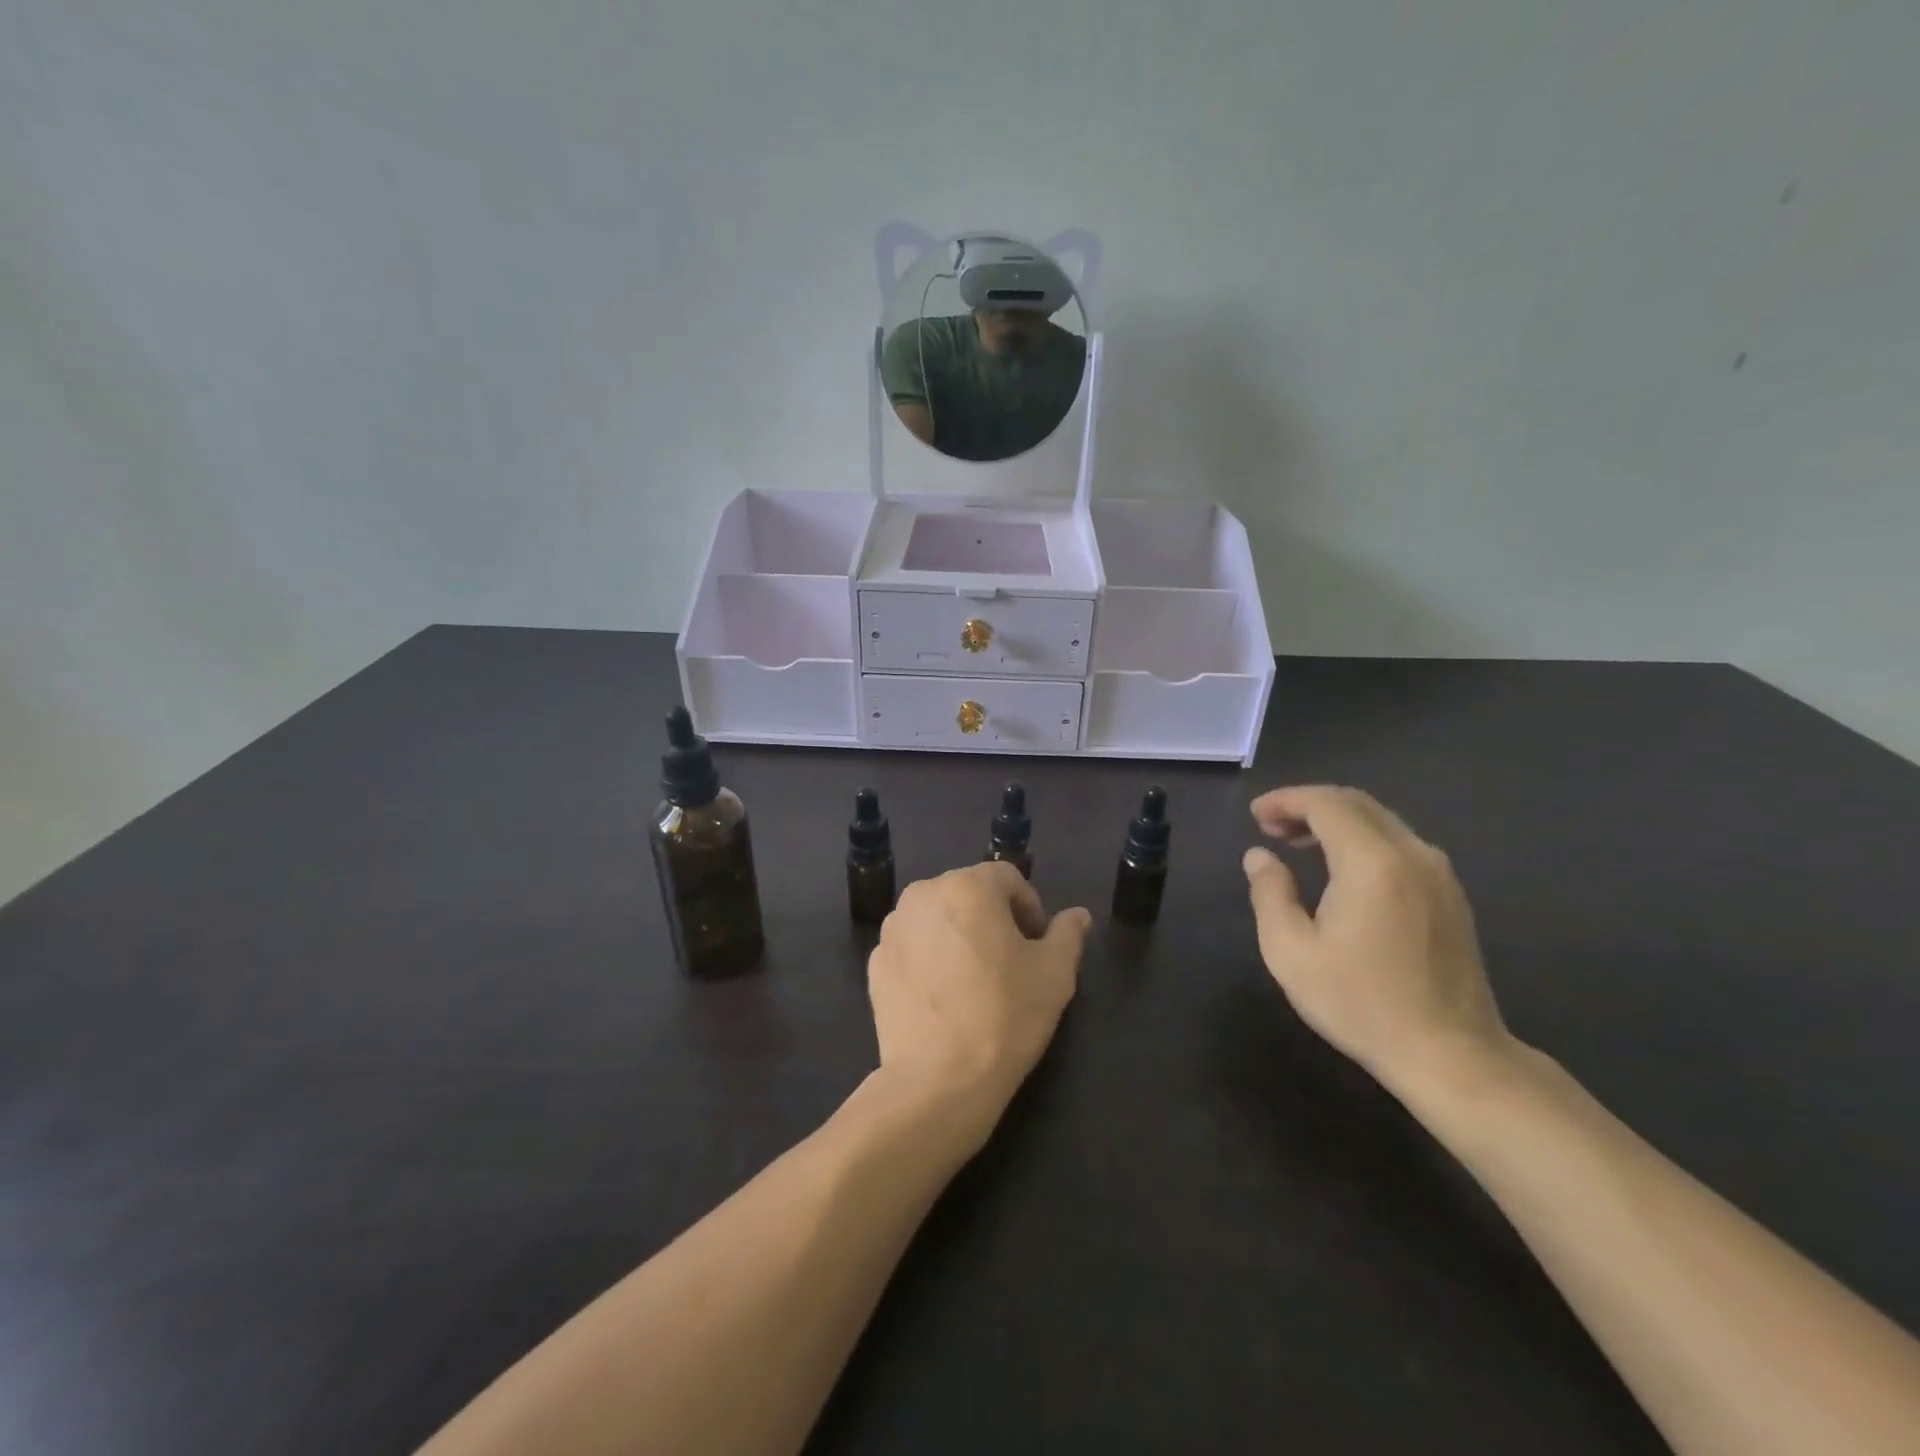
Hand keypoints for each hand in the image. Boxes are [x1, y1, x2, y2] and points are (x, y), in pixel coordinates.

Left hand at [867, 862, 1090, 1145]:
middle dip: (992, 918)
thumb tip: (1078, 915)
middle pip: (968, 893)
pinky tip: (943, 996)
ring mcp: (894, 928)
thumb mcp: (1054, 974)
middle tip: (1010, 961)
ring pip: (937, 918)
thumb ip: (1067, 934)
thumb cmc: (1005, 1016)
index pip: (1007, 878)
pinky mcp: (875, 962)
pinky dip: (928, 958)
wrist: (937, 1080)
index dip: (1029, 907)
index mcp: (968, 886)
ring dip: (958, 934)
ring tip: (974, 979)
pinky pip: (912, 946)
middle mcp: (924, 894)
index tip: (1037, 944)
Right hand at [1243, 786, 1514, 1098]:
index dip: (1285, 800)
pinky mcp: (1450, 895)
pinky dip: (1363, 840)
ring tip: (1299, 843)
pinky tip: (1343, 869)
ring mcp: (1438, 874)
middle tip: (1270, 826)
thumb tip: (1259, 857)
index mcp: (1371, 862)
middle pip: (1356, 804)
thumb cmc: (1361, 1003)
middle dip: (1308, 805)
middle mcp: (1411, 854)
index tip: (1255, 815)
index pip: (1325, 804)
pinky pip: (1400, 844)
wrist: (1452, 1054)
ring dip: (1336, 821)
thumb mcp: (1290, 952)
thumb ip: (1270, 894)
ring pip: (1381, 821)